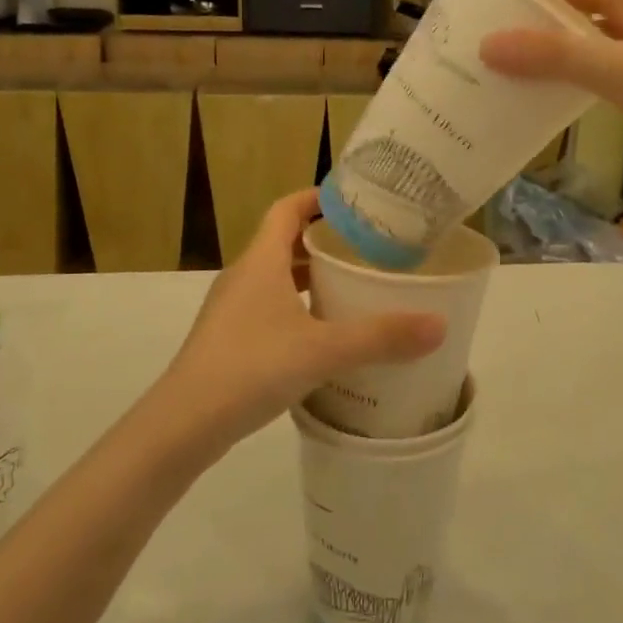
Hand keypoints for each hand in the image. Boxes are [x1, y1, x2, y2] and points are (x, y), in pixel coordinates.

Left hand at [149, 189, 445, 452]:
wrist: (184, 424)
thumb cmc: (251, 367)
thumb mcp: (323, 350)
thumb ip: (380, 337)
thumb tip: (439, 325)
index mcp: (260, 261)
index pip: (286, 209)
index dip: (316, 198)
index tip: (353, 201)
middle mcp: (243, 277)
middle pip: (284, 242)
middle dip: (323, 241)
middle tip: (366, 248)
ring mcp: (232, 310)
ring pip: (276, 279)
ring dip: (310, 278)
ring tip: (351, 288)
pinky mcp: (229, 340)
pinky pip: (269, 309)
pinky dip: (297, 309)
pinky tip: (323, 336)